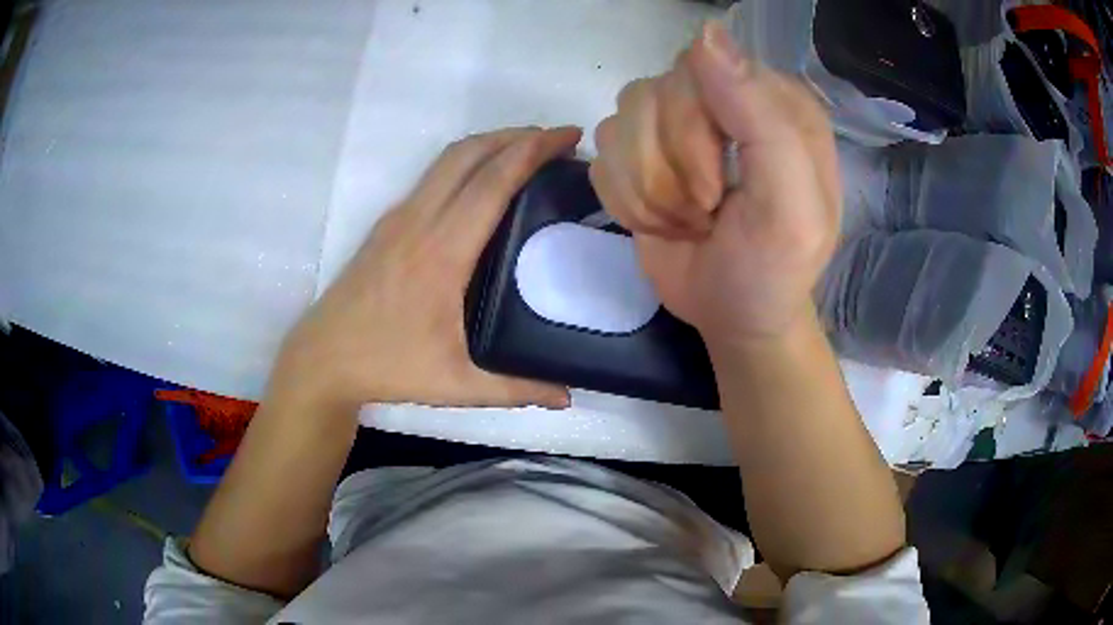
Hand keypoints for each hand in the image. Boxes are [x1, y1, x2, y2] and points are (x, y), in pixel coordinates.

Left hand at [270, 127, 580, 412]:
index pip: (492, 183)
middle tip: (558, 139)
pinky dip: (468, 162)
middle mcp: (419, 221)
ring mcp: (399, 217)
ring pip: (448, 159)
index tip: (568, 137)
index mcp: (441, 253)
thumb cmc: (387, 365)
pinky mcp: (388, 223)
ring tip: (529, 150)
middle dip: (517, 135)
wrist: (323, 357)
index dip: (533, 151)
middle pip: (470, 153)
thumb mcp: (455, 384)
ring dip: (491, 143)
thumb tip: (567, 395)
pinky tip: (485, 181)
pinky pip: (434, 175)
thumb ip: (515, 388)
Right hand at [590, 22, 840, 345]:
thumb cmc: (773, 269)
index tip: (715, 190)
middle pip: (652, 94)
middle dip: (670, 171)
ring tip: (689, 221)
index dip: (692, 132)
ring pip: (620, 123)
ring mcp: (679, 122)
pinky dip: (627, 201)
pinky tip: (663, 222)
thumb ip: (760, 116)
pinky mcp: (642, 152)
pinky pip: (601, 154)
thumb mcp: (788, 205)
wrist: (733, 316)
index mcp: (772, 100)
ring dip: (649, 191)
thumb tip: (704, 33)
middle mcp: (724, 98)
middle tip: (706, 213)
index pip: (700, 69)